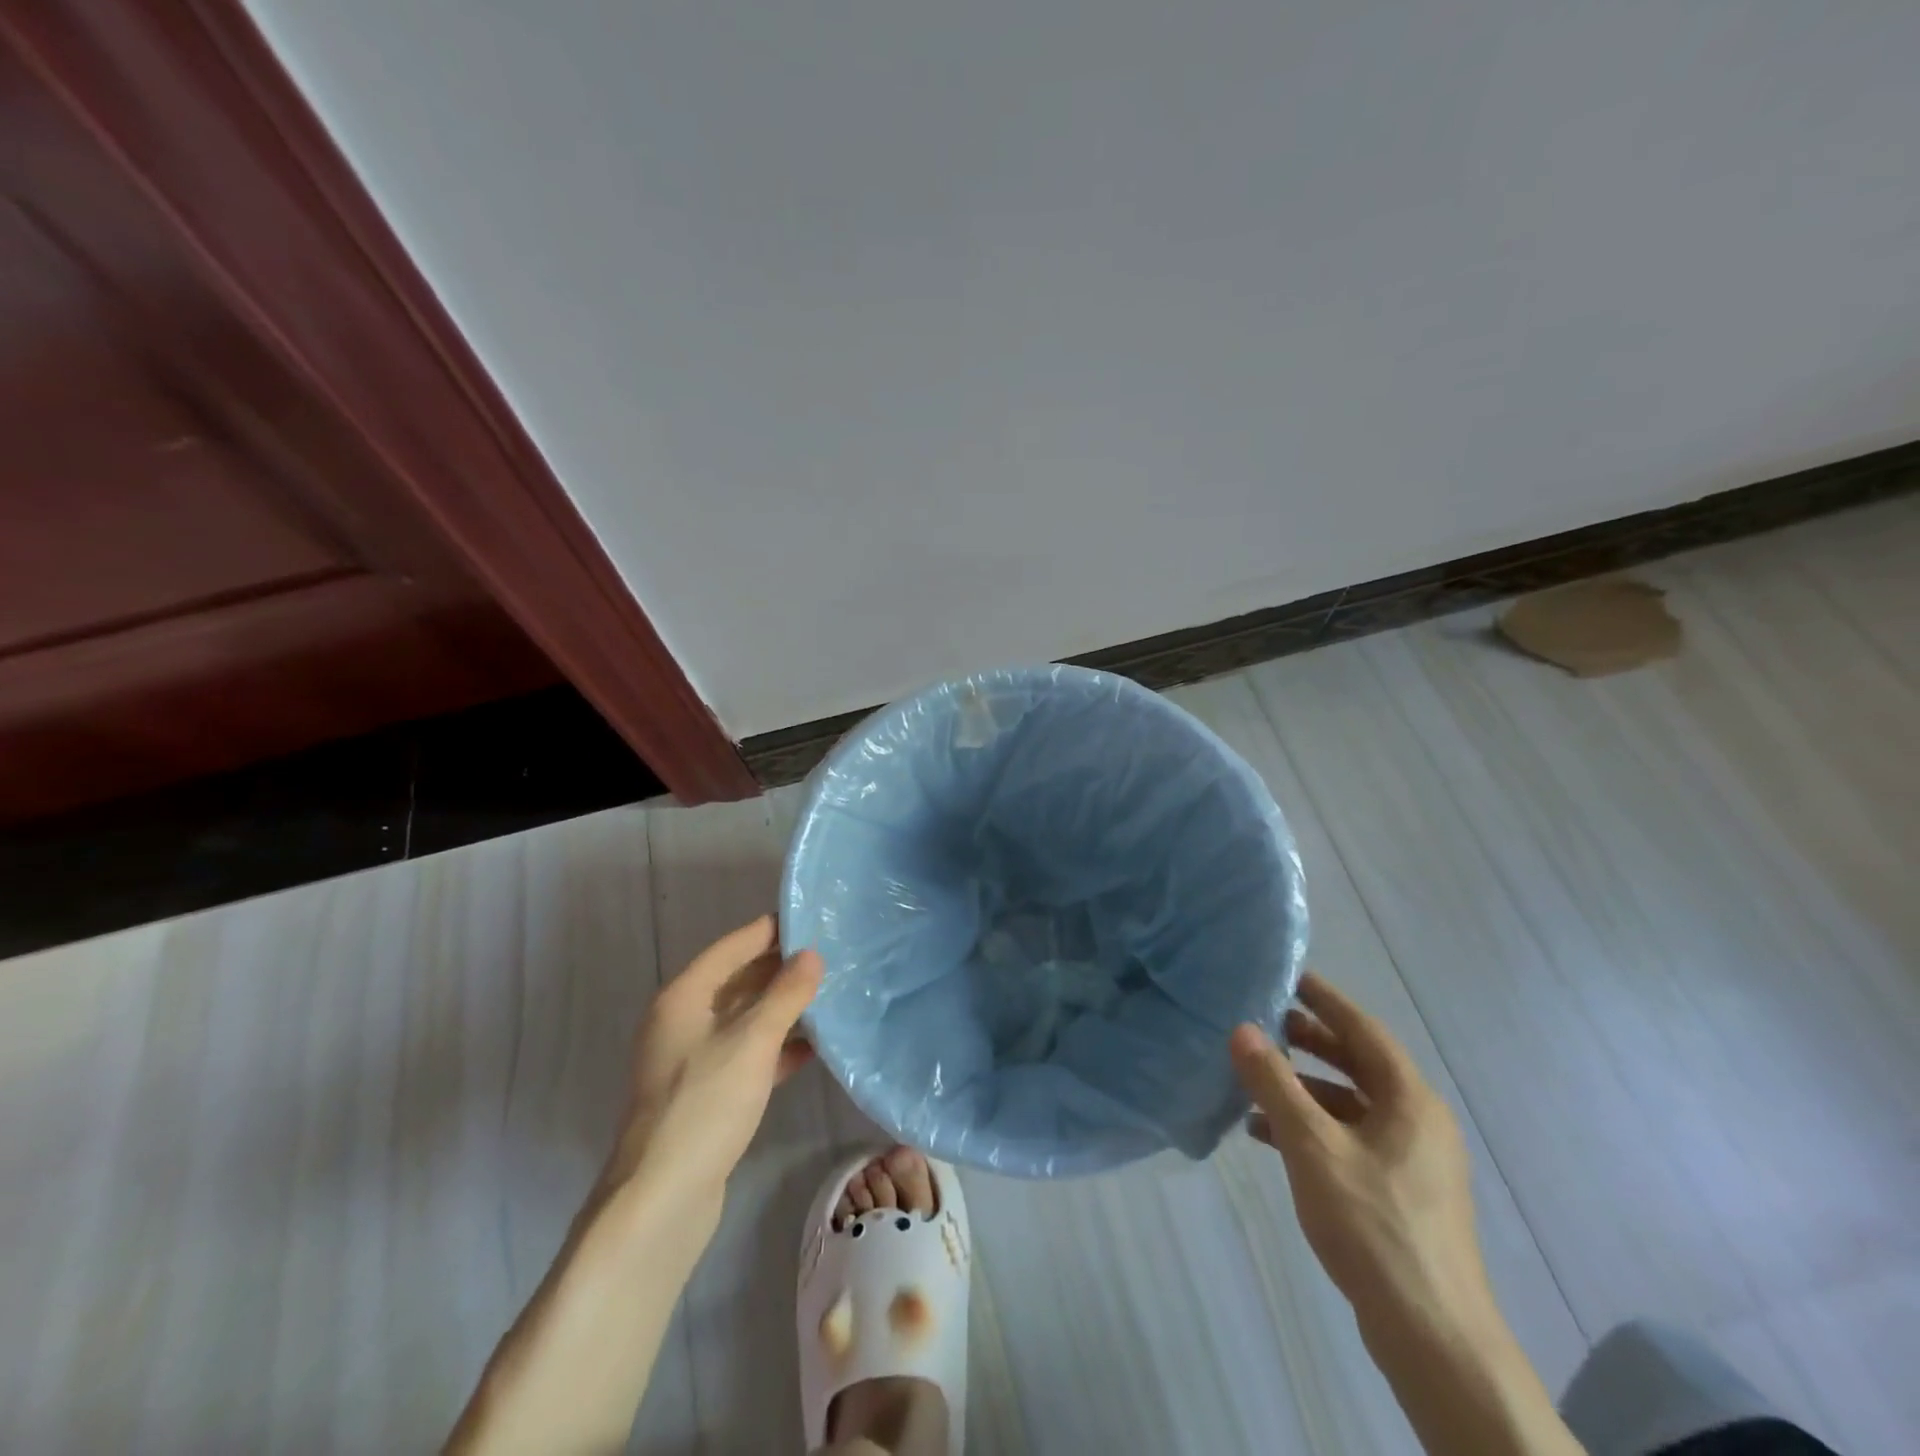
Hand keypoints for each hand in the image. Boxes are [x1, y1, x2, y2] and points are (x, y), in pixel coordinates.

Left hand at [602, 916, 822, 1215]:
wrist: (661, 1200)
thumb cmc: (703, 1106)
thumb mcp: (752, 1042)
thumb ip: (785, 995)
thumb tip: (812, 955)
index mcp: (684, 998)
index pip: (731, 948)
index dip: (768, 931)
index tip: (809, 918)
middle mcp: (683, 1022)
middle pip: (737, 981)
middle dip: (780, 969)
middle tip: (829, 955)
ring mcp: (693, 1060)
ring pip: (745, 1019)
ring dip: (782, 1008)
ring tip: (829, 994)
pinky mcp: (707, 1094)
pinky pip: (747, 1054)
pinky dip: (776, 1047)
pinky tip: (813, 1047)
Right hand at [1230, 972, 1492, 1333]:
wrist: (1432, 1336)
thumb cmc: (1374, 1225)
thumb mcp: (1312, 1146)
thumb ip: (1274, 1084)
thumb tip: (1241, 1029)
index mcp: (1410, 1100)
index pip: (1364, 1030)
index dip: (1325, 1001)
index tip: (1289, 977)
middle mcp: (1418, 1122)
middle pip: (1360, 1065)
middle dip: (1313, 1043)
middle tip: (1267, 1023)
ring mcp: (1413, 1161)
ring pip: (1352, 1105)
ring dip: (1306, 1090)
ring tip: (1256, 1081)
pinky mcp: (1401, 1194)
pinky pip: (1352, 1139)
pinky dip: (1313, 1127)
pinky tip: (1269, 1136)